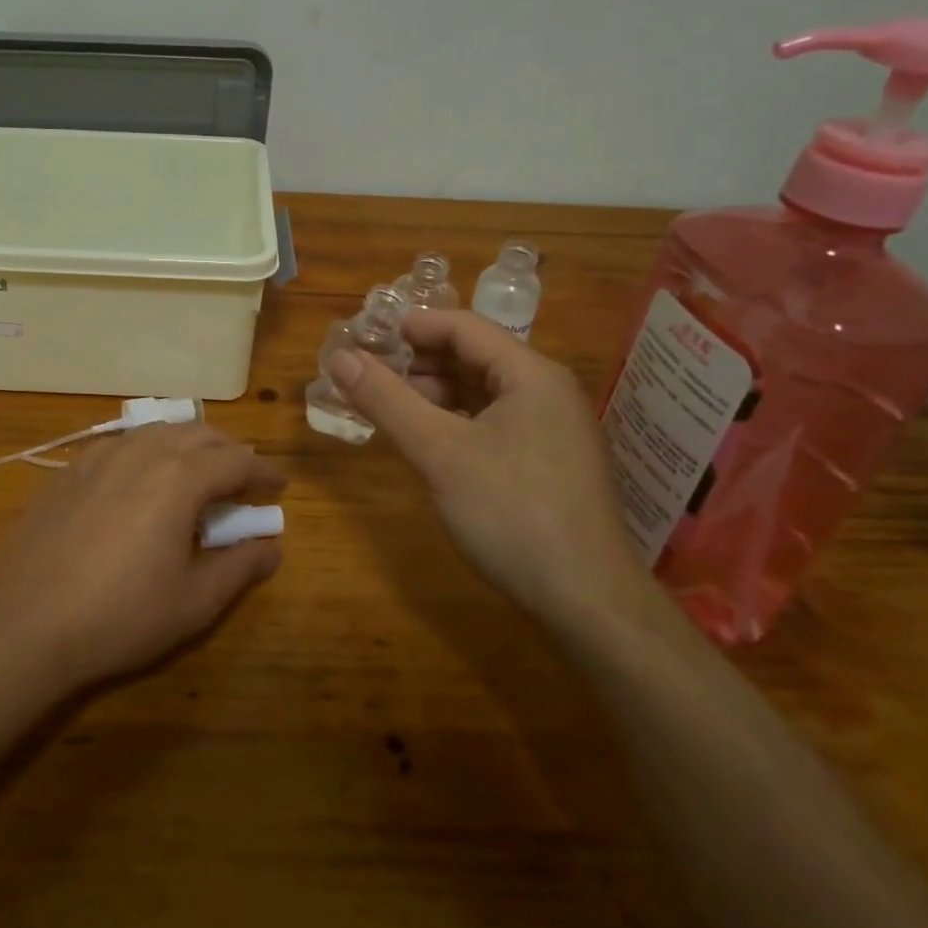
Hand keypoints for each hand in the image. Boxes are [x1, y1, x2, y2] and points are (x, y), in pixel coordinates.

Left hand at [0, 422, 286, 690]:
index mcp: (179, 478)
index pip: (236, 459)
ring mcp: (100, 456)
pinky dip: (148, 450)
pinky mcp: (69, 470)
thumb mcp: (193, 602)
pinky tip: (142, 478)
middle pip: (199, 433)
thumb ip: (240, 567)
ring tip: (198, 471)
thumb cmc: (119, 617)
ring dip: (188, 444)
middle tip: (243, 478)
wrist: (23, 624)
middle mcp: (142, 452)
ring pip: (158, 430)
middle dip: (229, 451)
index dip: (262, 471)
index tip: (278, 486)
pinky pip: (122, 443)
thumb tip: (272, 546)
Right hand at [328, 310, 657, 633]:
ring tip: (385, 403)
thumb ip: (387, 400)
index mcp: (530, 373)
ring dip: (433, 391)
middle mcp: (546, 390)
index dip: (410, 326)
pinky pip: (492, 420)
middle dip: (417, 360)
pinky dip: (454, 419)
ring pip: (481, 391)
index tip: (364, 336)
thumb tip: (339, 357)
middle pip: (473, 356)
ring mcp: (551, 427)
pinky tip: (424, 436)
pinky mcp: (547, 460)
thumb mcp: (439, 452)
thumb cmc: (512, 513)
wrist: (587, 600)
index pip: (463, 327)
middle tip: (366, 371)